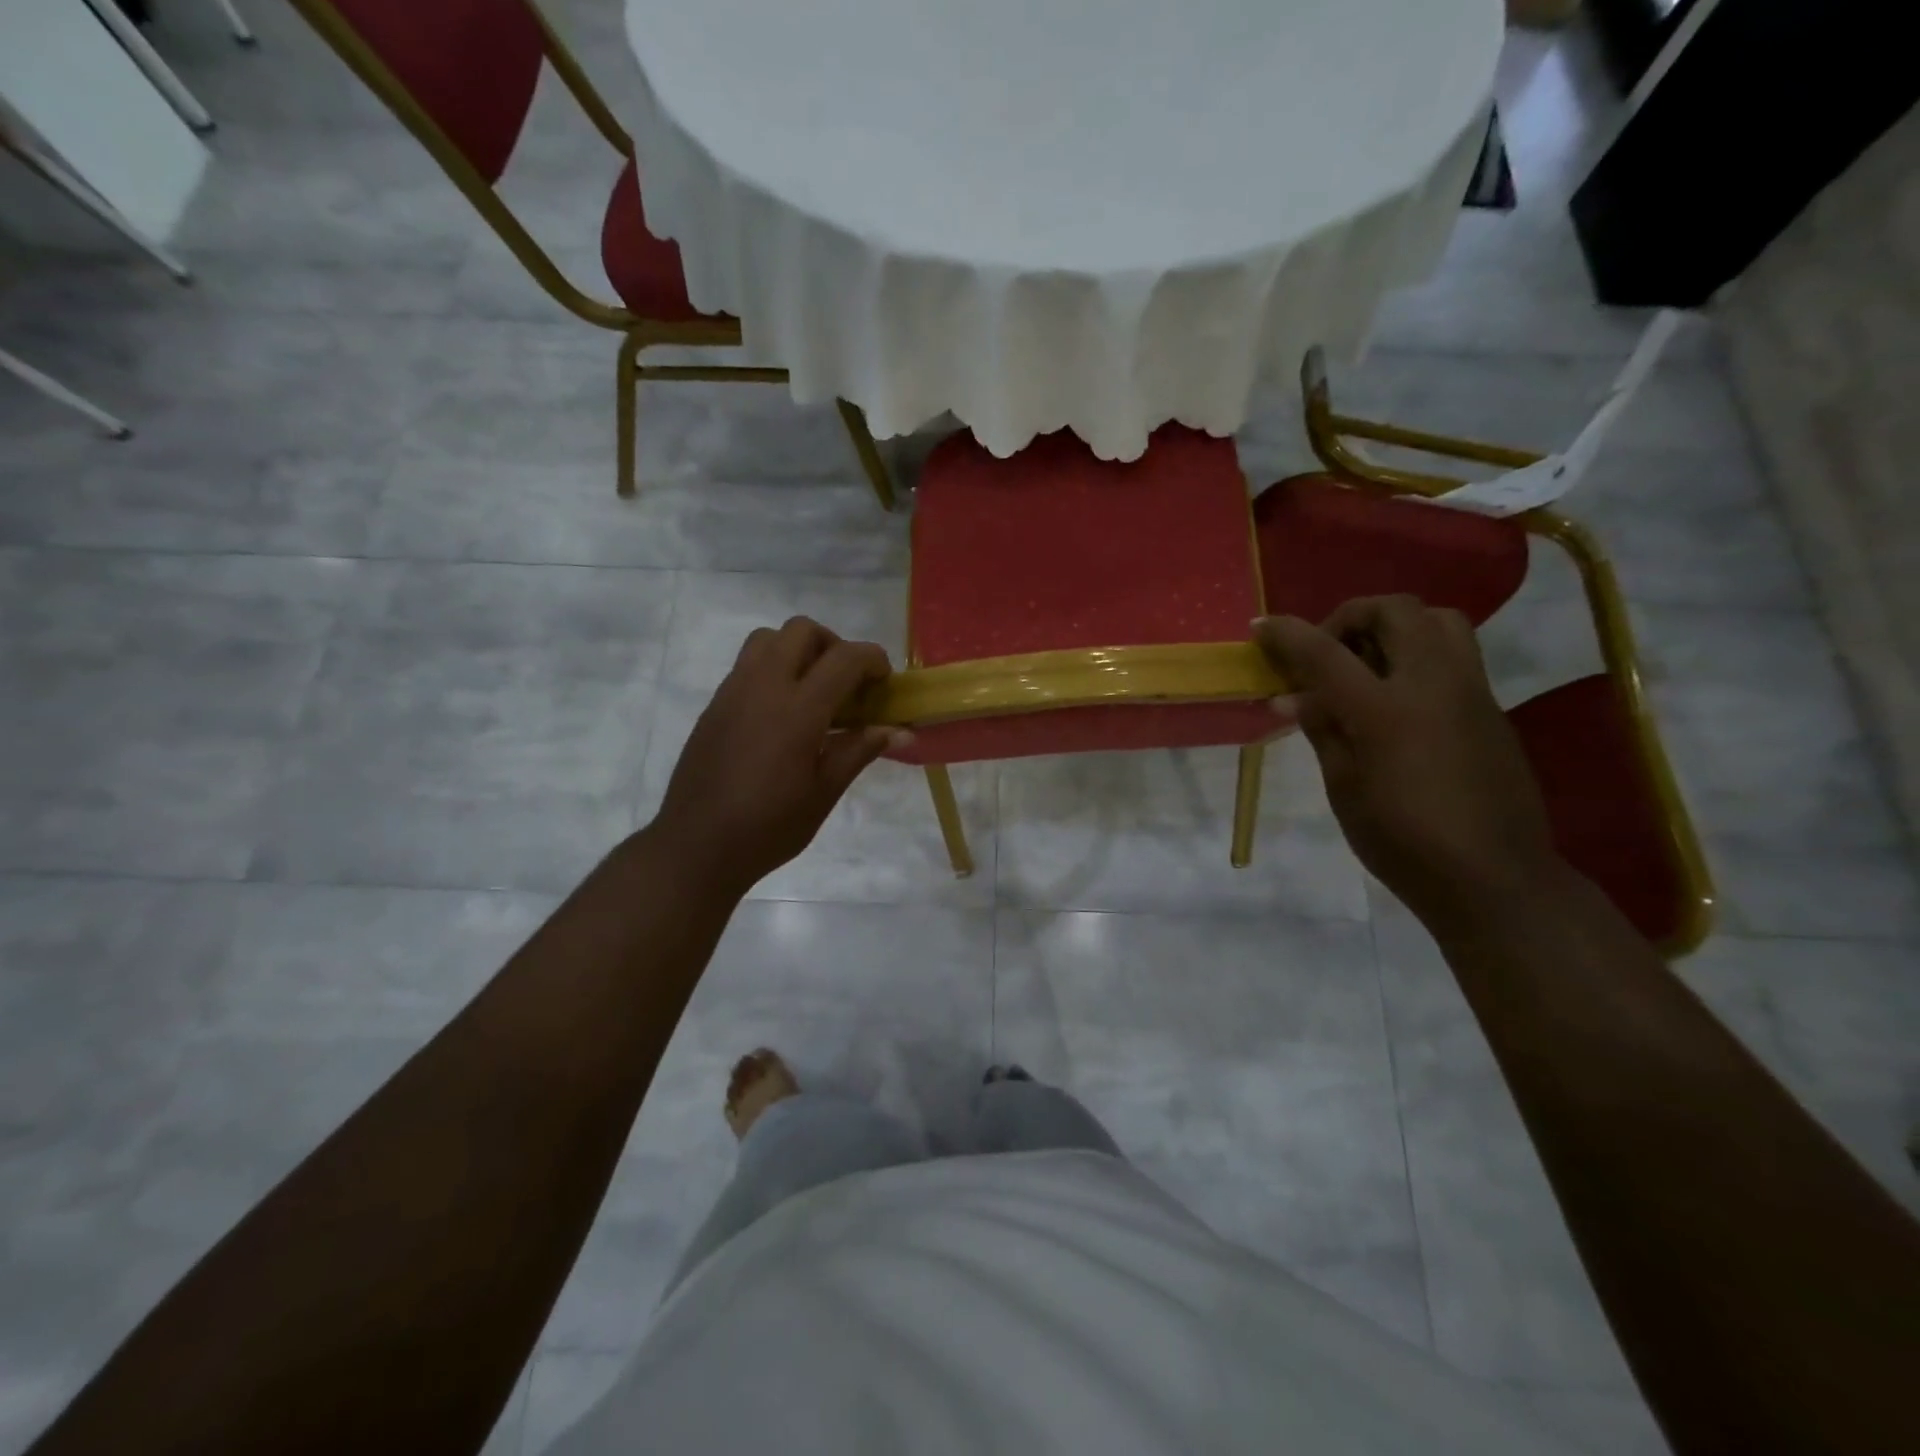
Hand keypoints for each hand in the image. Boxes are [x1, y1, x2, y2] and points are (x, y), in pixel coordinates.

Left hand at [653, 617, 906, 895]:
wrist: (697, 845)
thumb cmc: (769, 826)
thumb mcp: (824, 792)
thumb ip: (860, 750)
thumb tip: (901, 731)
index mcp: (798, 710)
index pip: (844, 658)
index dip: (873, 660)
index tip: (884, 683)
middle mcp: (763, 686)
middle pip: (802, 630)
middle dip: (834, 645)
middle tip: (846, 683)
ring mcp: (733, 691)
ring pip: (768, 639)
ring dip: (798, 650)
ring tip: (812, 690)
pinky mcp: (715, 704)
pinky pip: (747, 665)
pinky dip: (773, 669)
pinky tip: (781, 714)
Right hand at [1255, 597, 1561, 928]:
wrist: (1493, 878)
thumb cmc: (1403, 841)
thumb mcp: (1344, 788)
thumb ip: (1322, 730)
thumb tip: (1293, 696)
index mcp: (1385, 710)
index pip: (1325, 652)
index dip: (1288, 634)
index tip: (1260, 627)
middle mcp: (1432, 684)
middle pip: (1394, 611)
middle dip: (1349, 616)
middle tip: (1325, 651)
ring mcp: (1470, 691)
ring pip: (1437, 619)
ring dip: (1393, 625)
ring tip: (1365, 663)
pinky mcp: (1490, 707)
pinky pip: (1454, 653)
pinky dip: (1416, 652)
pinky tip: (1395, 697)